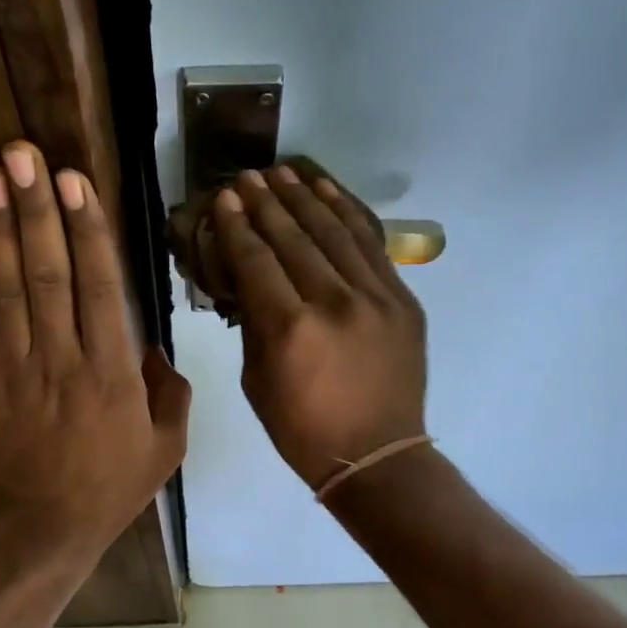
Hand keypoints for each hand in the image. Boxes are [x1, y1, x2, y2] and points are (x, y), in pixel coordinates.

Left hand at [0, 142, 189, 559]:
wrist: (43, 525)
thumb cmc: (112, 485)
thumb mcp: (167, 446)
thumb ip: (170, 391)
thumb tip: (154, 348)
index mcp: (112, 372)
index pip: (99, 287)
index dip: (86, 230)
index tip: (75, 180)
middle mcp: (62, 358)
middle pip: (47, 273)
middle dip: (36, 209)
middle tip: (22, 153)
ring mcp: (17, 365)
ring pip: (8, 286)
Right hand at [210, 165, 426, 489]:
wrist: (377, 454)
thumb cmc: (303, 430)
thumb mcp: (257, 382)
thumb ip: (252, 324)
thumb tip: (247, 280)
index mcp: (290, 330)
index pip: (256, 261)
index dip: (237, 227)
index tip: (224, 199)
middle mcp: (333, 303)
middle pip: (294, 238)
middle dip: (266, 203)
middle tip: (247, 177)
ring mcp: (375, 297)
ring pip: (335, 232)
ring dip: (306, 197)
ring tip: (283, 173)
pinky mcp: (402, 300)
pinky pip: (371, 245)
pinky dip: (348, 214)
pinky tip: (328, 192)